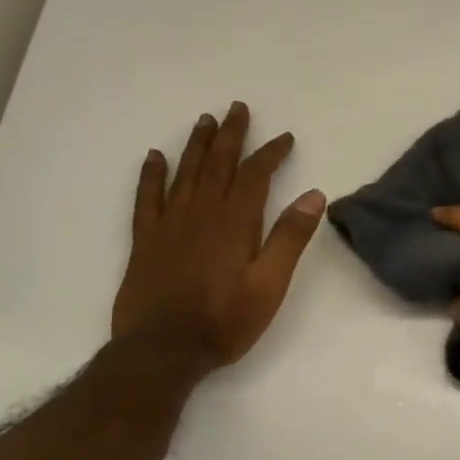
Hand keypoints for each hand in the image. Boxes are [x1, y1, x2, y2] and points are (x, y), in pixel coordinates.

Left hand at [111, 102, 326, 371]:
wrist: (162, 350)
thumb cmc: (224, 321)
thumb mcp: (270, 285)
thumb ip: (290, 239)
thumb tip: (314, 195)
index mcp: (234, 223)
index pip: (255, 176)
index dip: (270, 153)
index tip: (284, 137)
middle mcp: (200, 214)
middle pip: (218, 164)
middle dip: (231, 135)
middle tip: (238, 108)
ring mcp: (169, 225)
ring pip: (185, 173)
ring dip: (197, 145)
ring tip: (205, 121)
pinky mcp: (145, 241)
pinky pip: (147, 198)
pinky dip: (151, 175)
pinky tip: (154, 157)